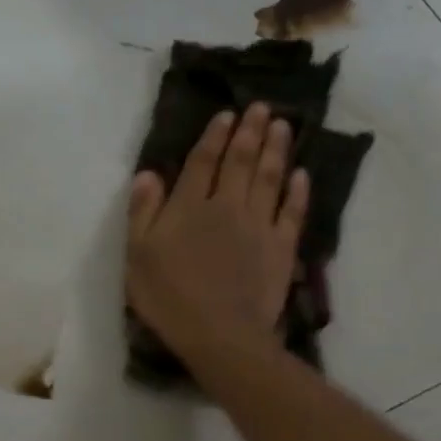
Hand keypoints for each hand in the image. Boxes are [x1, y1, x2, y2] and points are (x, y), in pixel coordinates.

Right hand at [126, 101, 308, 364]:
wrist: (220, 333)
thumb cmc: (170, 297)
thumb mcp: (138, 256)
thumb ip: (143, 212)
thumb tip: (148, 173)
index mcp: (189, 206)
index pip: (202, 162)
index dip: (214, 136)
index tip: (226, 114)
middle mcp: (227, 206)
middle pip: (240, 161)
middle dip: (250, 131)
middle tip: (261, 107)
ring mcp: (259, 225)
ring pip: (269, 178)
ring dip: (276, 149)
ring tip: (282, 125)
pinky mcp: (281, 247)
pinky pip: (293, 211)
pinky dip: (298, 191)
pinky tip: (302, 174)